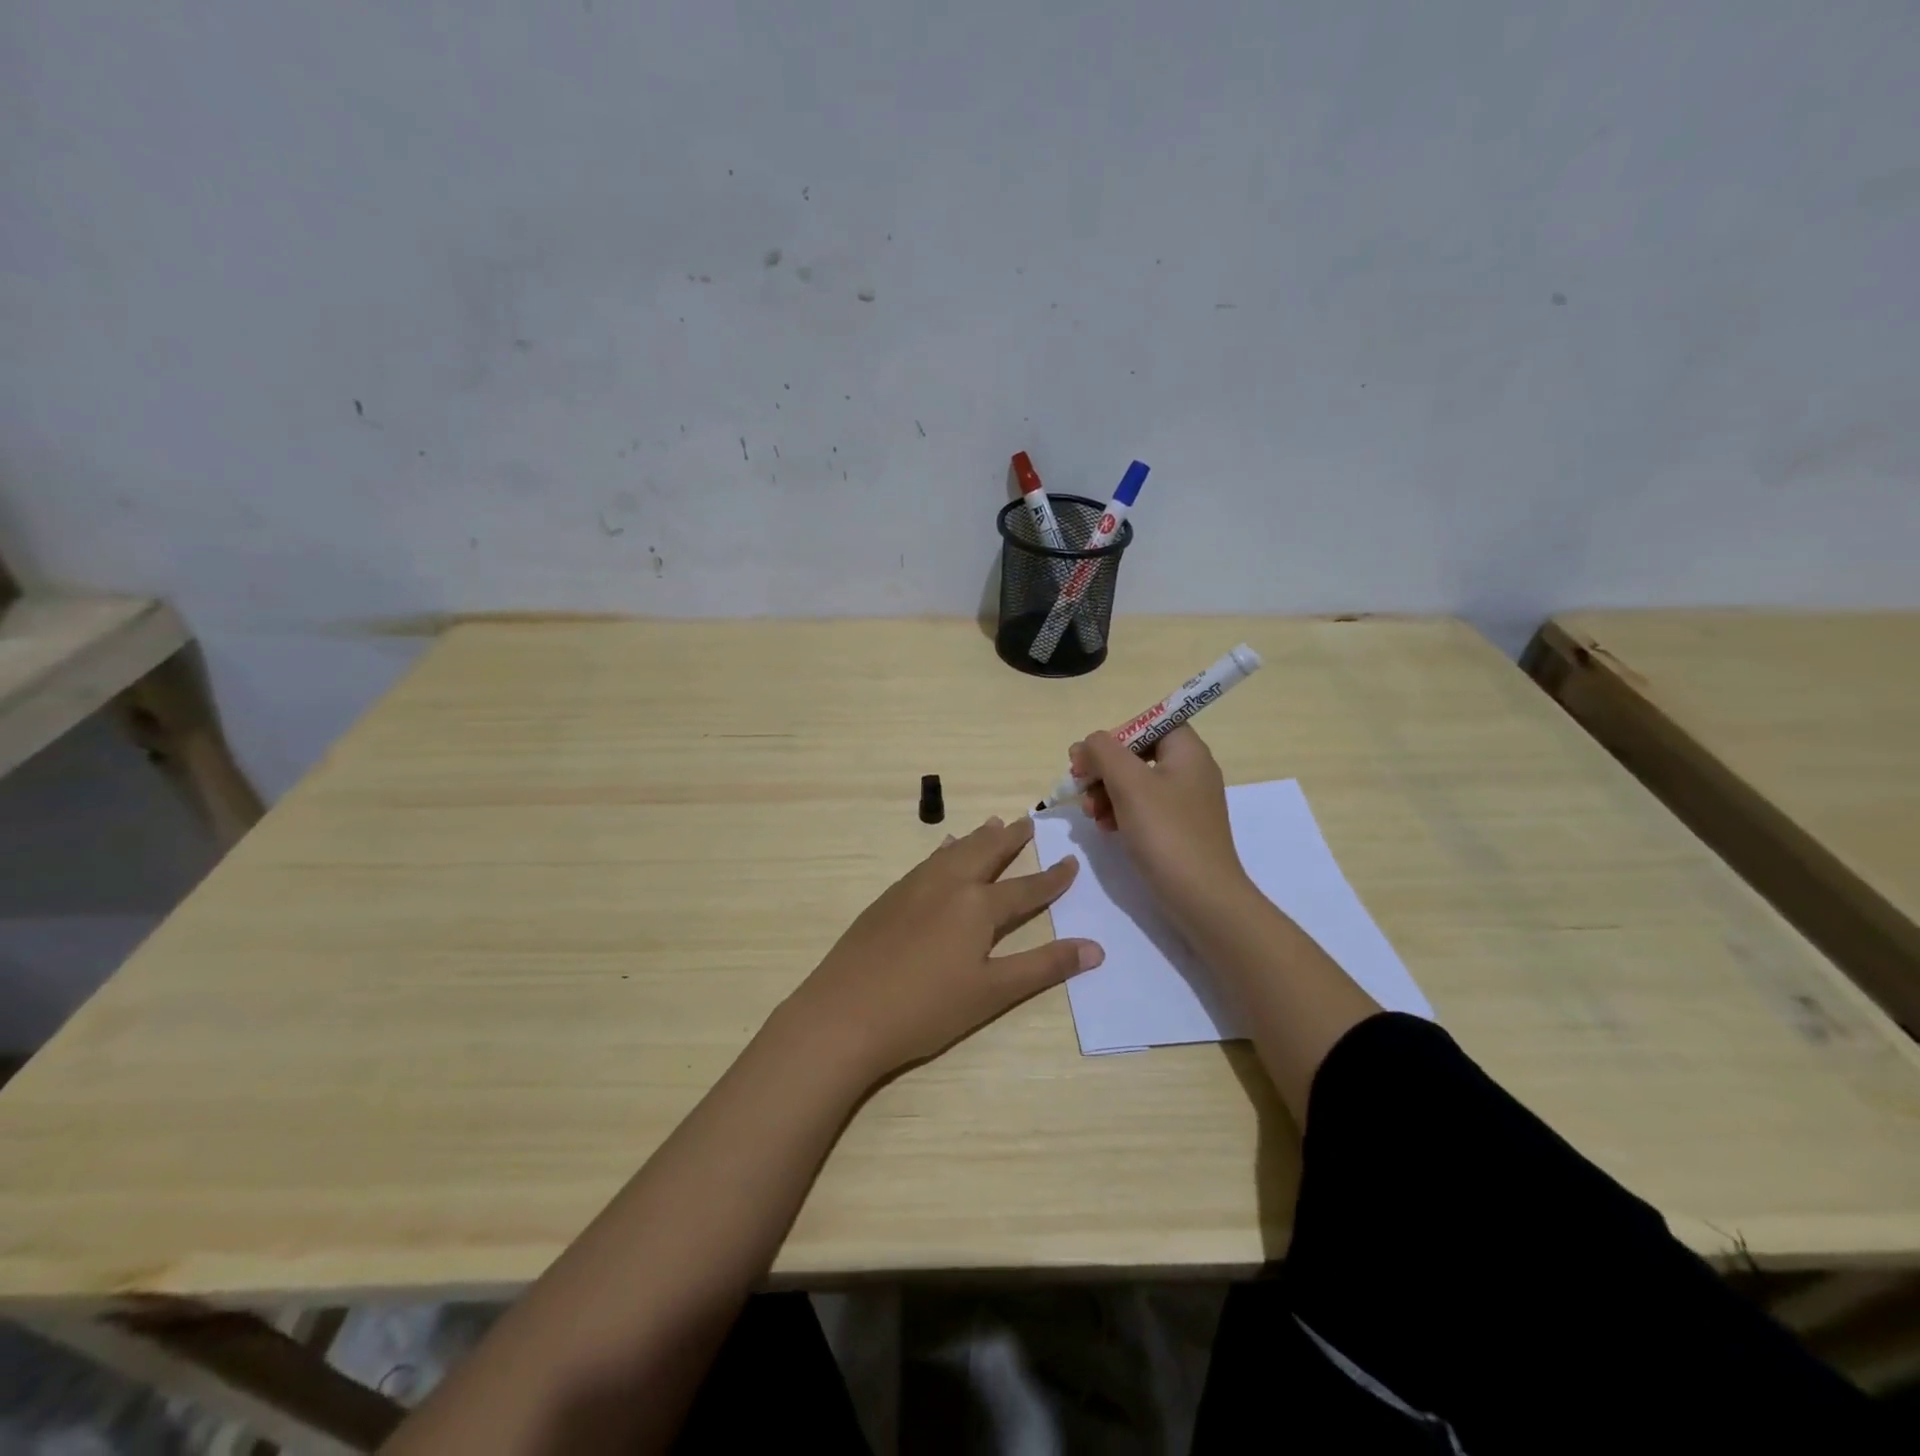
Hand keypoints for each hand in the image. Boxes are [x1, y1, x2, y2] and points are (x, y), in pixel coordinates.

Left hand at [786, 816, 1102, 1082]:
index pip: (1025, 888)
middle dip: (1010, 838)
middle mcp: (948, 884)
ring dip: (976, 838)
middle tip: (1027, 821)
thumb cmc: (926, 1008)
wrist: (845, 1013)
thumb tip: (1095, 948)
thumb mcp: (993, 993)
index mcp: (977, 906)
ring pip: (953, 851)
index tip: (1071, 862)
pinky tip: (942, 852)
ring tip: (991, 824)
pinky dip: (944, 851)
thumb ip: (1043, 966)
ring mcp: (913, 887)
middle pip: (985, 853)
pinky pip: (927, 862)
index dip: (1052, 878)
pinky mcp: (888, 898)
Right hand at [1071, 725, 1252, 931]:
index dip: (1117, 734)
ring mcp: (1185, 802)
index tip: (1090, 756)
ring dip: (1106, 792)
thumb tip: (1090, 742)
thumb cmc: (1166, 833)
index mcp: (1188, 751)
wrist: (1202, 898)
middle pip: (1138, 753)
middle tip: (1080, 785)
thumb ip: (1104, 752)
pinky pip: (1143, 808)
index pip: (1150, 722)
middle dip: (1104, 767)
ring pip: (1136, 782)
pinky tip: (1105, 828)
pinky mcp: (1178, 828)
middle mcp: (1190, 770)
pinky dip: (1120, 812)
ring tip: (1091, 814)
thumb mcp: (1129, 784)